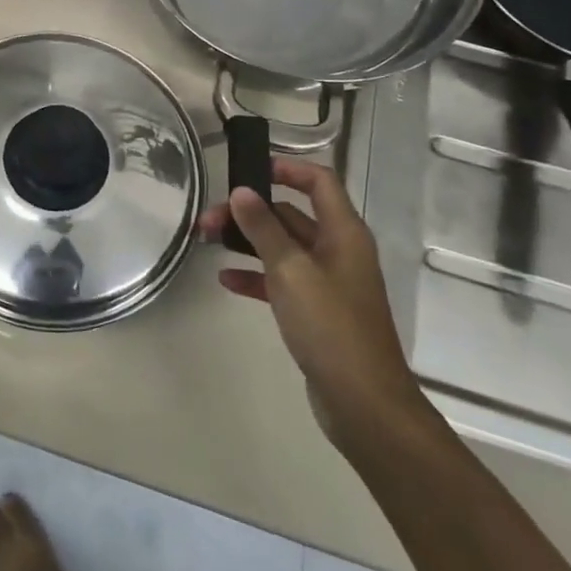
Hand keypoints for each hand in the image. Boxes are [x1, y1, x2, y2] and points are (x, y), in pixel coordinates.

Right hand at [199, 159, 427, 458]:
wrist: (363, 403)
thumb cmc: (330, 326)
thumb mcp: (290, 270)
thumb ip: (263, 228)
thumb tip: (241, 191)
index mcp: (343, 233)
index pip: (318, 182)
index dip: (286, 168)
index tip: (248, 169)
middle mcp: (338, 251)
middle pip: (291, 215)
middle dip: (250, 212)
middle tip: (207, 218)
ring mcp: (328, 282)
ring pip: (282, 248)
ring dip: (247, 242)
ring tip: (207, 242)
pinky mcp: (316, 311)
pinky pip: (281, 281)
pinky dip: (255, 276)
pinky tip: (226, 281)